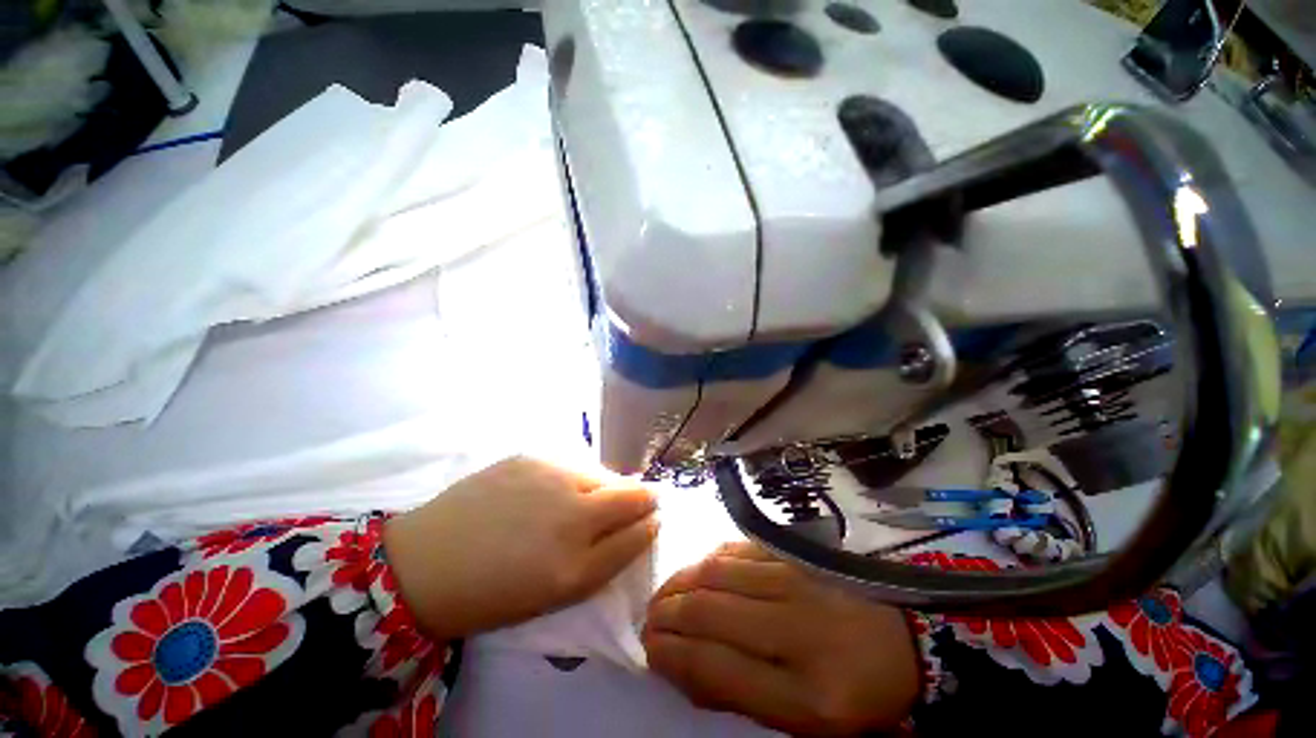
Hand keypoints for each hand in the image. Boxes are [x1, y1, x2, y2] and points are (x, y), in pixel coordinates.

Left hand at [384, 456, 657, 641]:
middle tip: (623, 508)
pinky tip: (550, 489)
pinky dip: (574, 476)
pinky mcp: (531, 455)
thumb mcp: (559, 592)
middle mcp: (572, 513)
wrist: (426, 562)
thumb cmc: (495, 591)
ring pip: (602, 474)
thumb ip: (608, 558)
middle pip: (632, 493)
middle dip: (640, 498)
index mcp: (577, 562)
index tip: (650, 519)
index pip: (641, 530)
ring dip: (604, 487)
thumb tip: (644, 524)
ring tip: (579, 501)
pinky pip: (572, 463)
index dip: (650, 522)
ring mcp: (551, 476)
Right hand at [643, 543, 918, 736]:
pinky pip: (737, 551)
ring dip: (680, 582)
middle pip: (709, 609)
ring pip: (717, 572)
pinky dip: (707, 561)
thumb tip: (680, 665)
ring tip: (663, 595)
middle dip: (666, 613)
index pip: (716, 664)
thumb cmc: (850, 690)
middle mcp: (797, 626)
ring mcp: (795, 579)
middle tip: (647, 620)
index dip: (671, 655)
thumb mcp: (799, 718)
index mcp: (806, 690)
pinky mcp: (794, 554)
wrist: (902, 640)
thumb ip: (736, 693)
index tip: (647, 651)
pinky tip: (697, 572)